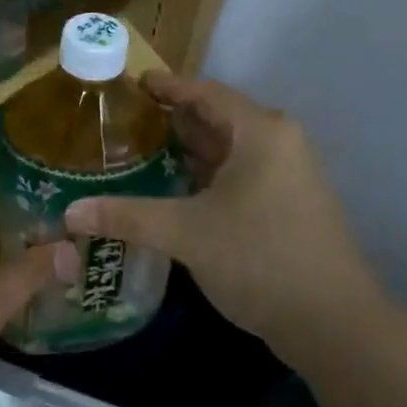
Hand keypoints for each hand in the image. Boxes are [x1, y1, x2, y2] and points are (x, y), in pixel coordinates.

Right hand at [62, 74, 381, 356]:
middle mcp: (278, 143)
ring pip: (230, 149)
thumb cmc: (261, 258)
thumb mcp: (187, 233)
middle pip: (218, 117)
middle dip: (174, 118)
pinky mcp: (289, 205)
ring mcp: (288, 175)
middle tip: (127, 120)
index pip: (206, 92)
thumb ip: (128, 216)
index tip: (133, 83)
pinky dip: (208, 175)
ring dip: (190, 149)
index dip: (168, 86)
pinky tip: (176, 189)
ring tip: (142, 151)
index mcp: (260, 132)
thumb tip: (70, 212)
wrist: (335, 324)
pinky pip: (240, 174)